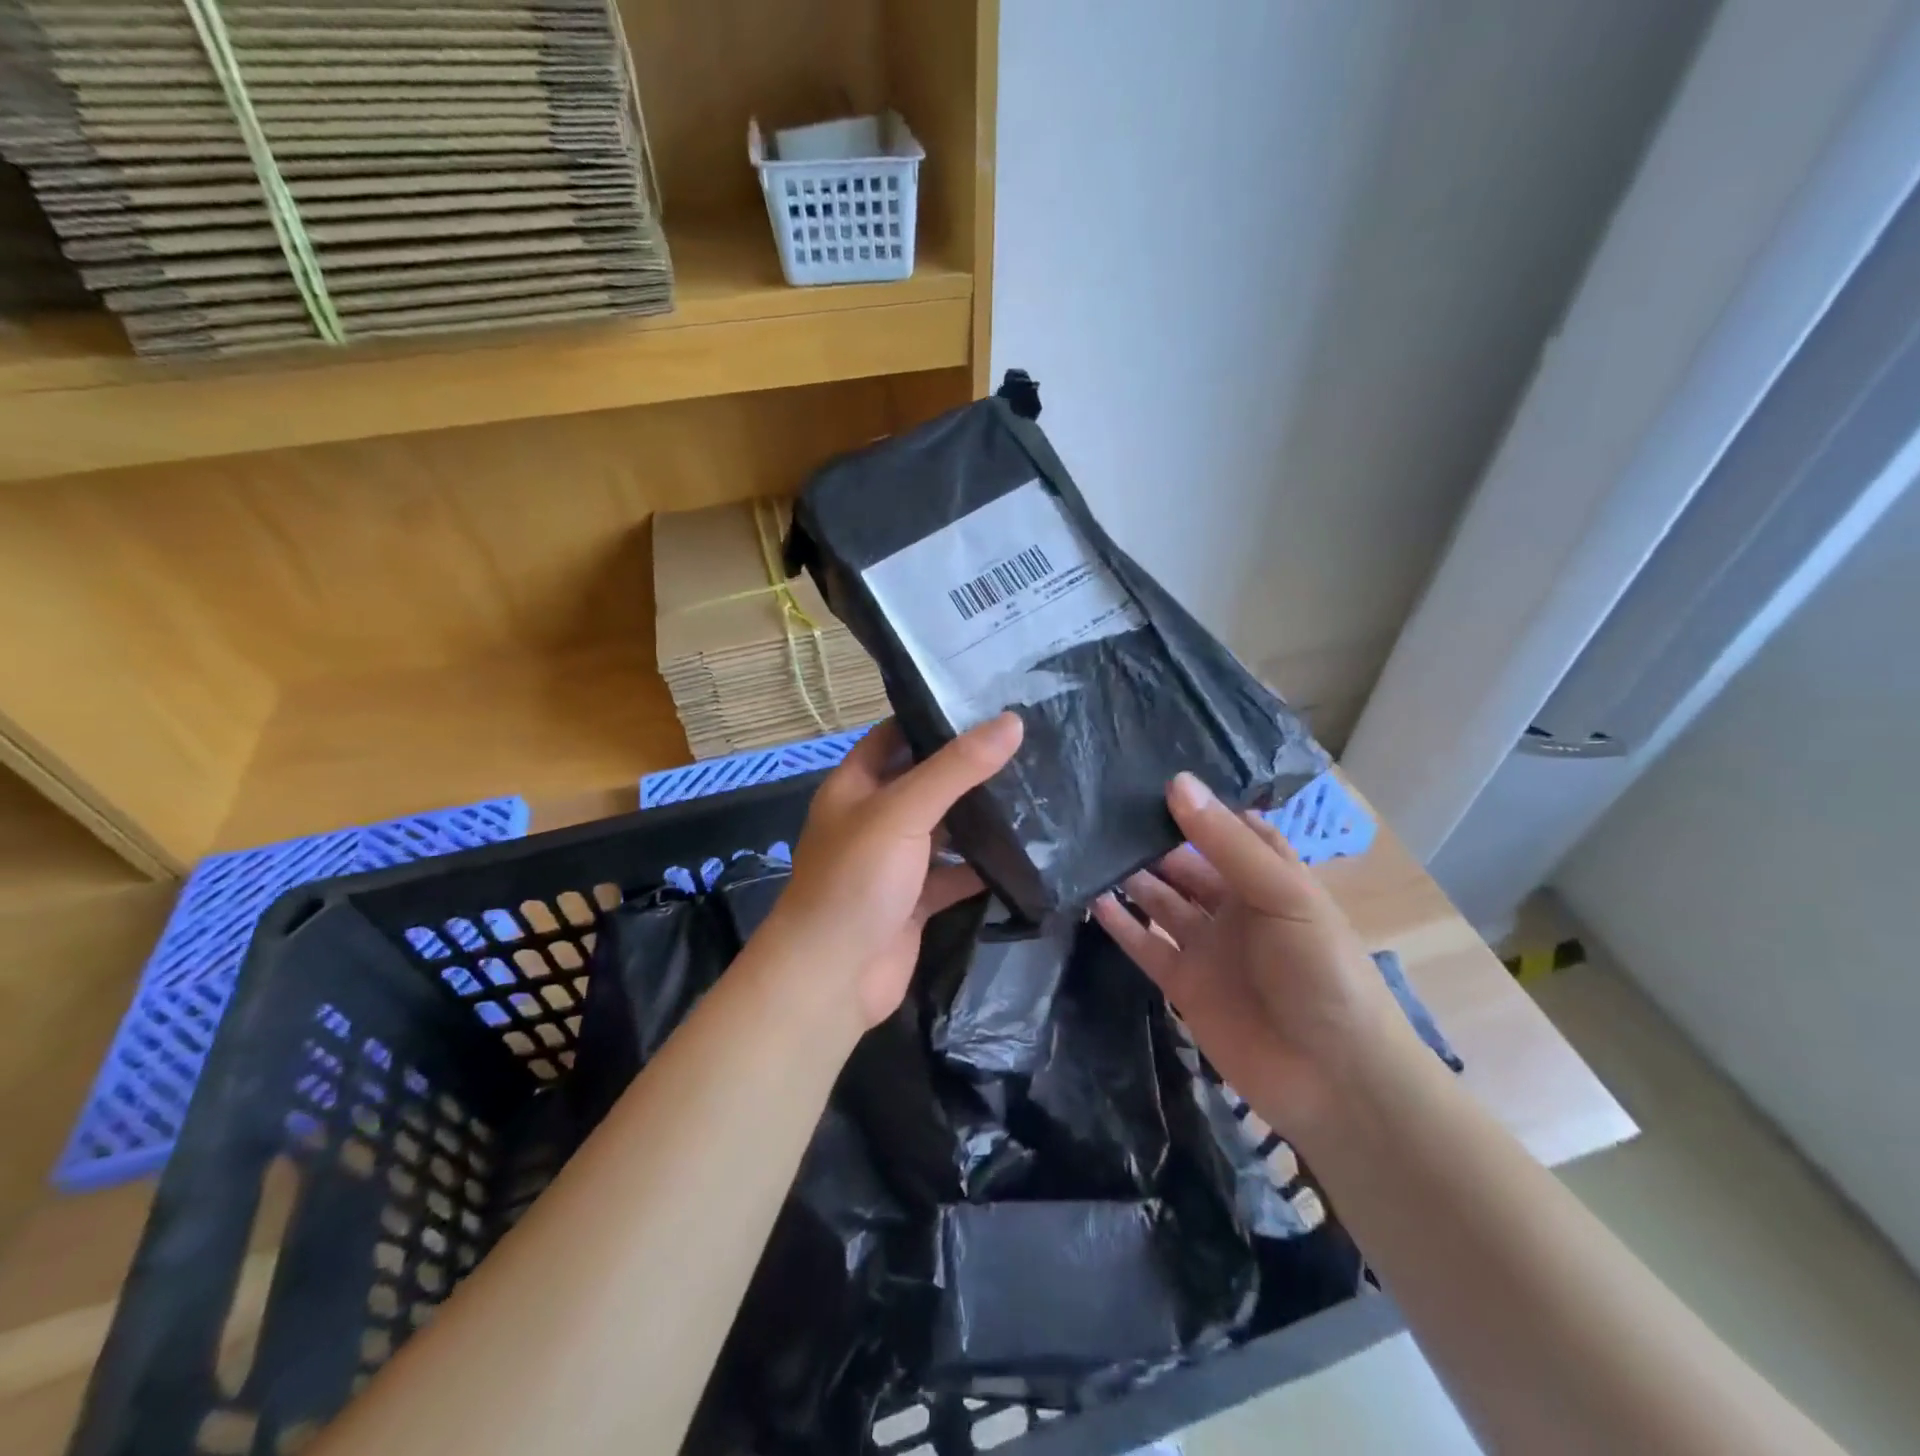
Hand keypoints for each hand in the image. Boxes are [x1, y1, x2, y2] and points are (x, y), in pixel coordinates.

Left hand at [759, 714, 1023, 1029]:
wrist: (833, 977)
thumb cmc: (856, 880)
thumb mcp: (902, 810)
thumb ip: (956, 768)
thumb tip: (1011, 723)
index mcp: (855, 786)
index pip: (895, 736)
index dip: (933, 718)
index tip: (987, 704)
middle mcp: (874, 819)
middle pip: (925, 783)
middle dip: (968, 769)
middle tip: (1026, 746)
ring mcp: (895, 863)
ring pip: (944, 830)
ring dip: (981, 818)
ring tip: (1038, 790)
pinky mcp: (916, 901)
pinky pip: (955, 875)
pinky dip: (984, 868)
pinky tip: (1027, 853)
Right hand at [1091, 772, 1421, 1144]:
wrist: (1332, 1077)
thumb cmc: (1319, 970)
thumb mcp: (1282, 894)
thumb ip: (1225, 843)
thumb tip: (1176, 783)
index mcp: (1268, 879)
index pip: (1226, 831)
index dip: (1195, 807)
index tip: (1149, 776)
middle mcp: (1234, 907)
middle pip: (1185, 865)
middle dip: (1152, 840)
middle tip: (1102, 810)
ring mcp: (1207, 947)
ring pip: (1161, 901)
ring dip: (1132, 877)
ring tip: (1088, 847)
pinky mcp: (1183, 984)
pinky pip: (1145, 945)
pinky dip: (1121, 924)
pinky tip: (1092, 898)